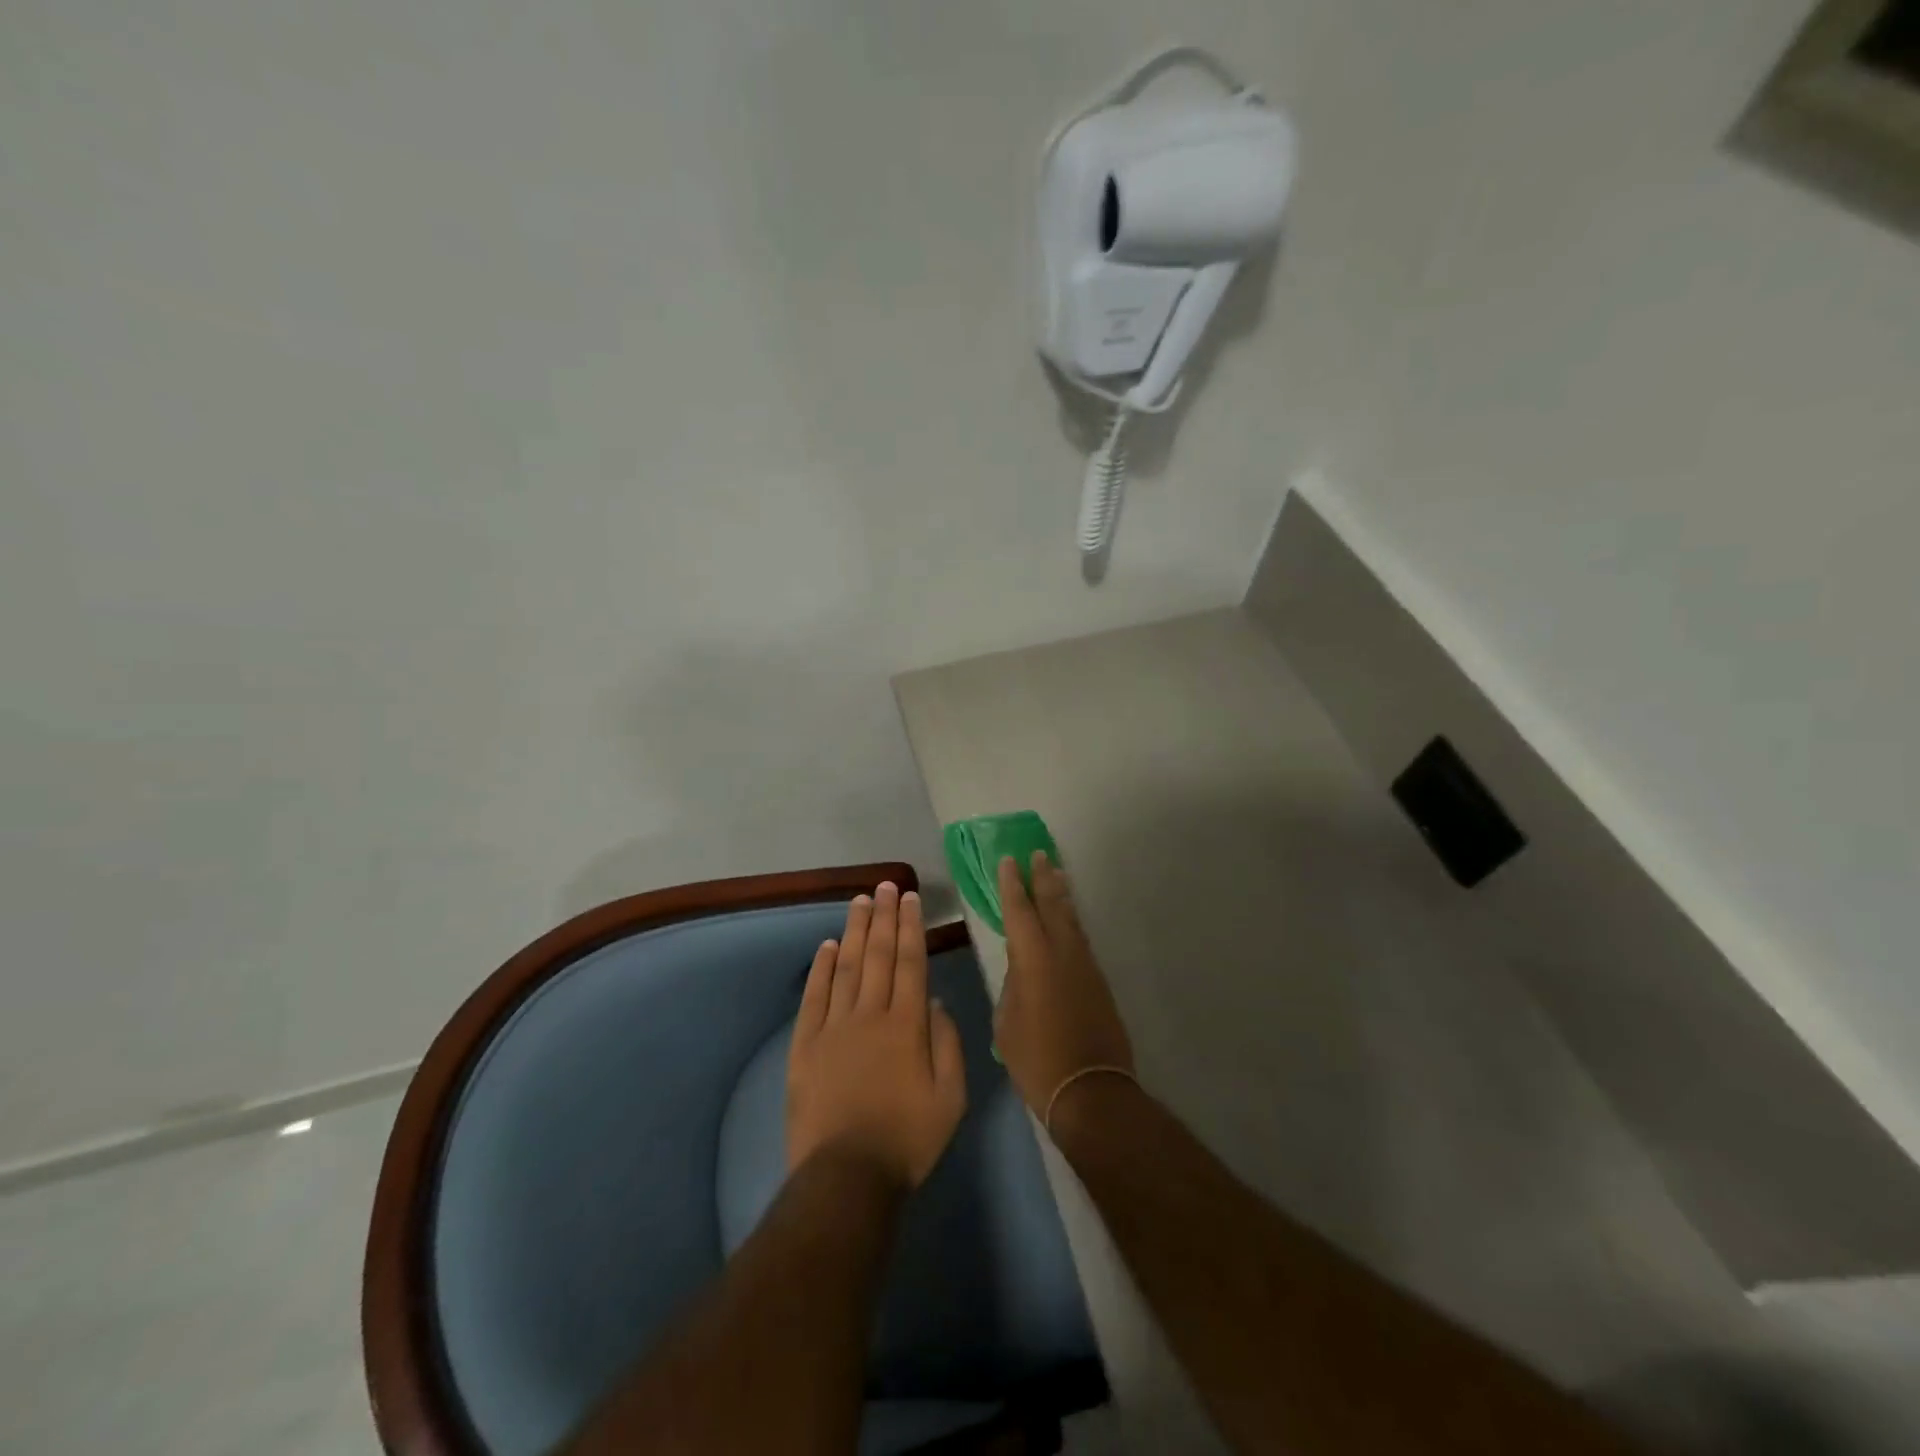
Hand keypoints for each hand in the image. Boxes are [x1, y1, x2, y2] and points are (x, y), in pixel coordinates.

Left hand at [787, 882, 967, 1190]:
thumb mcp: (951, 1097)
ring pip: (846, 967)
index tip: (909, 899)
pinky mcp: (805, 1045)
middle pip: (878, 955)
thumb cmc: (908, 1139)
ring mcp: (834, 1027)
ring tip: (859, 901)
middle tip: (885, 886)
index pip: (911, 962)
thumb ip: (947, 1044)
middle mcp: (870, 1014)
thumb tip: (935, 1001)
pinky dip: (821, 969)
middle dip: (883, 917)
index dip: (911, 927)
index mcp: (907, 1024)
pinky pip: (814, 997)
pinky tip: (827, 946)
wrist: (846, 1176)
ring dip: (854, 931)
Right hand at [993, 853, 1134, 1118]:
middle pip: (1052, 905)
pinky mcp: (1099, 982)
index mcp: (1032, 959)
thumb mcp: (1007, 1023)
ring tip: (1056, 874)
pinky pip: (1080, 939)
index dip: (1011, 885)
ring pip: (1071, 920)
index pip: (1019, 911)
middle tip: (1038, 854)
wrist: (1090, 1090)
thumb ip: (1012, 988)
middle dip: (1043, 878)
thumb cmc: (1037, 1060)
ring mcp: (1085, 966)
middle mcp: (1062, 953)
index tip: (1008, 860)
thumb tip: (1021, 973)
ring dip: (1061, 895)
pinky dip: (1071, 921)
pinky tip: (1068, 920)